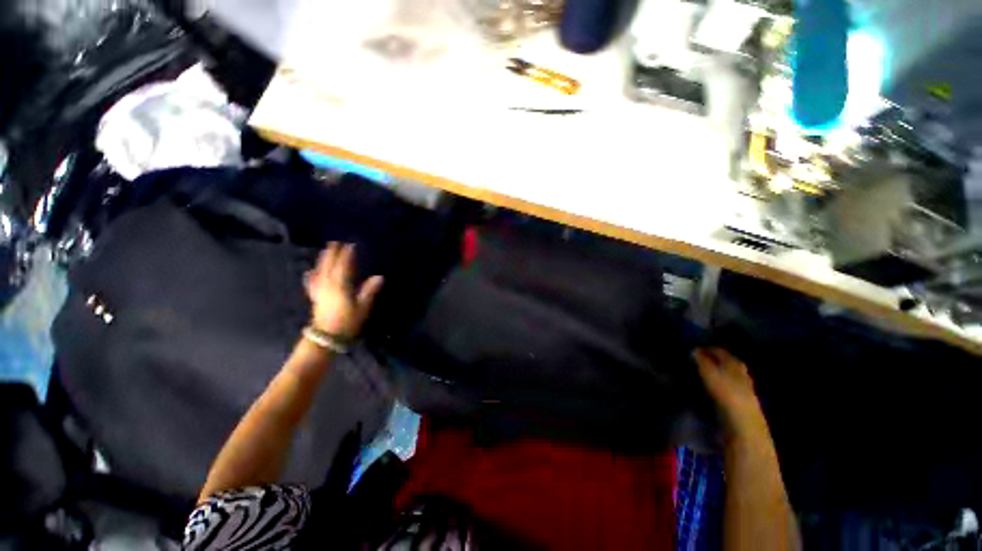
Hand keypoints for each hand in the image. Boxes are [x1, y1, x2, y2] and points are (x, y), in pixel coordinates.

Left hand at [305, 242, 383, 338]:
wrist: (326, 337)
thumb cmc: (347, 322)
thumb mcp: (362, 307)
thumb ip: (369, 291)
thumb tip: (379, 277)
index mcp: (341, 286)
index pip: (344, 266)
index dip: (347, 255)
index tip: (351, 245)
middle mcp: (328, 285)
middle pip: (330, 266)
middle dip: (333, 253)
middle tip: (335, 242)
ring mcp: (320, 291)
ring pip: (320, 271)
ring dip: (323, 260)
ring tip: (325, 251)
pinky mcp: (316, 298)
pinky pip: (313, 282)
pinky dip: (312, 275)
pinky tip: (310, 272)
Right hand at [694, 347, 767, 436]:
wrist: (743, 423)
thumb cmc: (726, 393)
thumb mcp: (709, 373)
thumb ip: (701, 360)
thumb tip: (694, 349)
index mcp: (734, 363)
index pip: (719, 350)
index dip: (706, 348)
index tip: (692, 349)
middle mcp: (740, 372)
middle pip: (725, 362)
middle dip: (711, 360)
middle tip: (695, 360)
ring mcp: (742, 387)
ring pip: (726, 375)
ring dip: (715, 373)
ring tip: (700, 373)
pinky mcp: (739, 401)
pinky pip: (726, 387)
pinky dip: (717, 384)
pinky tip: (709, 387)